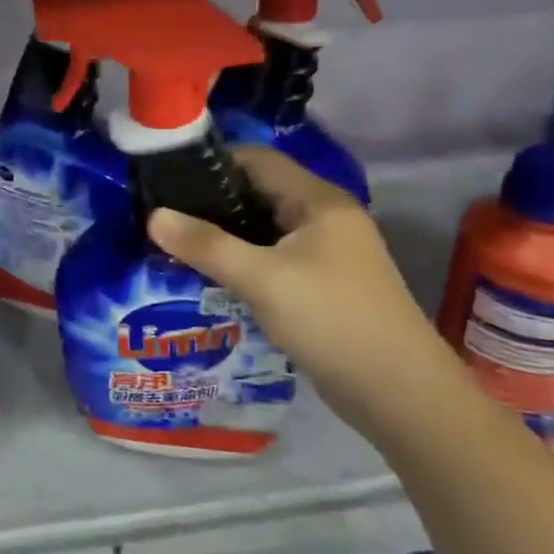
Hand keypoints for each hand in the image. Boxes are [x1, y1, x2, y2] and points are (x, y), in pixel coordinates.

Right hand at [147, 145, 465, 438]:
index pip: (257, 159)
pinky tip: (210, 276)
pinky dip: (242, 261)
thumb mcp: (262, 279)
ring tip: (176, 244)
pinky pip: (272, 259)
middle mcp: (324, 218)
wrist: (400, 394)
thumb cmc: (332, 320)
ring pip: (263, 229)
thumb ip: (206, 245)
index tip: (166, 178)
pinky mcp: (322, 285)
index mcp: (318, 201)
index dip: (211, 163)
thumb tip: (153, 216)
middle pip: (258, 192)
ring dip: (224, 235)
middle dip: (210, 202)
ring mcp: (326, 253)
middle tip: (162, 216)